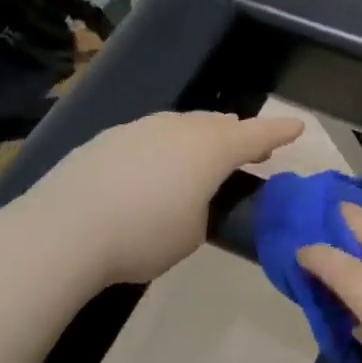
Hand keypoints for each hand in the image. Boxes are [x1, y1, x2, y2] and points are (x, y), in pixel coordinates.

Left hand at [18, 111, 304, 285]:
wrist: (63, 231)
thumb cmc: (143, 236)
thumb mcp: (193, 233)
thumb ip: (203, 208)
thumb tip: (191, 196)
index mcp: (210, 150)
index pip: (256, 135)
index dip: (279, 131)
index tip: (298, 126)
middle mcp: (179, 128)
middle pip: (219, 126)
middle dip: (238, 135)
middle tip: (251, 149)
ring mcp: (140, 129)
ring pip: (183, 126)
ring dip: (201, 138)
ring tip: (205, 155)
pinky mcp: (109, 139)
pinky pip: (152, 136)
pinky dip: (166, 148)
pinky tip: (156, 169)